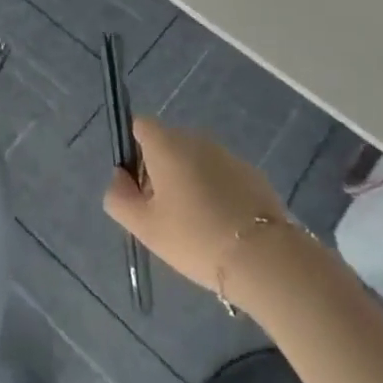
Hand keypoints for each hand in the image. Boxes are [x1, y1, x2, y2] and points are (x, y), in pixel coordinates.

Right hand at [102, 117, 287, 294]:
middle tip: (165, 213)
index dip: (133, 150)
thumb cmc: (195, 237)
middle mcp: (195, 138)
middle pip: (167, 144)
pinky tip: (222, 227)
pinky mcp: (251, 173)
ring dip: (189, 181)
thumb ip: (119, 198)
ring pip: (195, 160)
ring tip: (196, 225)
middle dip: (161, 171)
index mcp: (166, 143)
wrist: (263, 257)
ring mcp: (226, 153)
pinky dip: (216, 191)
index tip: (140, 186)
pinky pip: (221, 175)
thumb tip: (119, 177)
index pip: (140, 125)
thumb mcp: (145, 227)